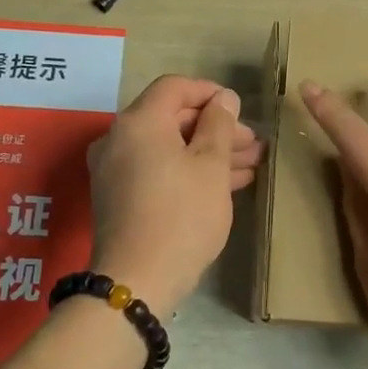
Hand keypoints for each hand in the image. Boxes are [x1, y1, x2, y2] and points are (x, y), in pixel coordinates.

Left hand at [87, 76, 261, 309]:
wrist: (138, 281)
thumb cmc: (182, 214)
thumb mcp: (210, 165)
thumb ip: (219, 124)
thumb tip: (223, 98)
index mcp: (139, 122)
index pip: (174, 87)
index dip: (209, 92)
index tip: (239, 108)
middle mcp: (119, 139)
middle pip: (172, 118)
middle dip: (215, 128)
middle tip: (252, 143)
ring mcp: (115, 170)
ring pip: (168, 147)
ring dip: (207, 152)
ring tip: (250, 164)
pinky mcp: (119, 197)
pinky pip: (157, 169)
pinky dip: (188, 170)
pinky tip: (226, 183)